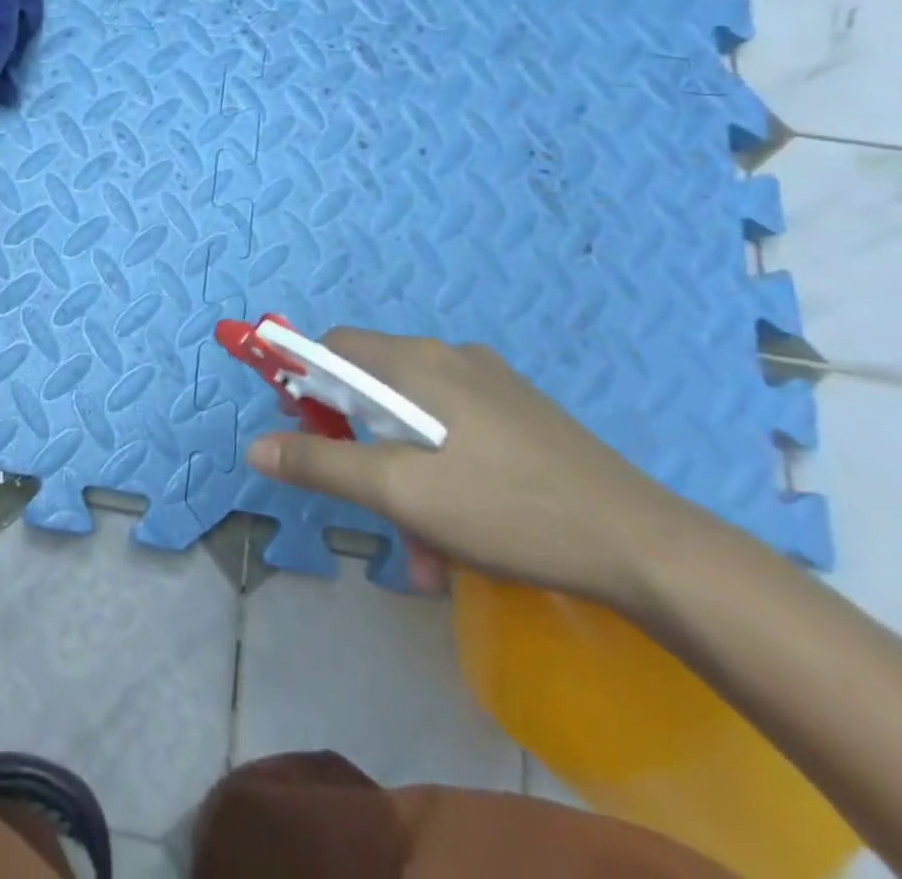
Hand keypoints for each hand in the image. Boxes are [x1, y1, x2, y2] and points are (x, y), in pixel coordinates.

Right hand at [247, 329, 692, 606]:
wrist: (646, 547)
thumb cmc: (505, 508)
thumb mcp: (399, 493)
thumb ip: (321, 464)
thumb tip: (256, 447)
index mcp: (416, 361)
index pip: (333, 347)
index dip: (305, 383)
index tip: (305, 436)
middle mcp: (450, 358)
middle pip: (373, 391)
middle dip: (360, 452)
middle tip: (370, 510)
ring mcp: (492, 386)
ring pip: (416, 424)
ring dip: (403, 481)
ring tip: (424, 555)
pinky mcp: (522, 417)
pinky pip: (456, 437)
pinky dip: (441, 480)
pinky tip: (462, 541)